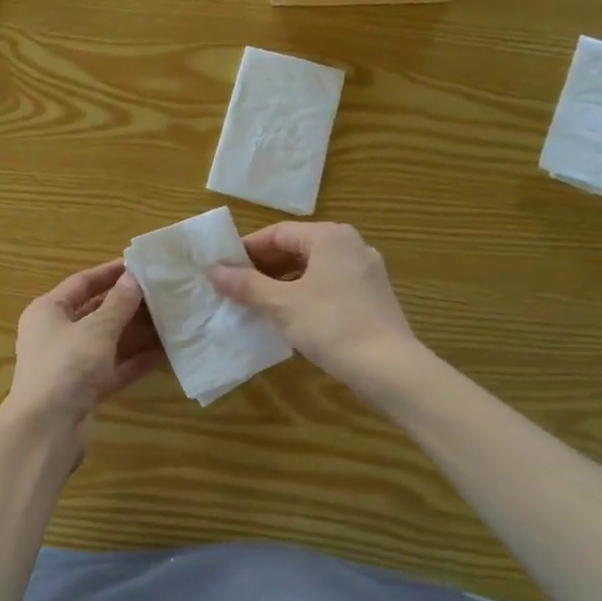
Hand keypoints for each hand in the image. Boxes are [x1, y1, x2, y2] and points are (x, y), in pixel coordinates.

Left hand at [8, 259, 164, 430]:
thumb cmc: (67, 366)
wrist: (47, 428)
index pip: (81, 283)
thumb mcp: (97, 330)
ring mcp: (70, 363)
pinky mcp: (84, 389)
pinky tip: (164, 353)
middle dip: (127, 303)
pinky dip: (134, 361)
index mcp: (48, 311)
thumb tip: (134, 278)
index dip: (110, 273)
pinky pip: (113, 368)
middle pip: (95, 311)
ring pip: (107, 341)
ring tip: (168, 319)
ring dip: (135, 332)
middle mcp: (56, 334)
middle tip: (161, 292)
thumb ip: (118, 304)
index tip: (139, 265)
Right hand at [208, 222, 418, 397]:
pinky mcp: (372, 297)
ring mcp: (366, 271)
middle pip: (297, 249)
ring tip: (257, 304)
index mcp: (330, 237)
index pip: (278, 233)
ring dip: (283, 283)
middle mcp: (351, 245)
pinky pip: (329, 286)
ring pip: (314, 269)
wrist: (388, 367)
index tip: (224, 268)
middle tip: (236, 287)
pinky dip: (305, 294)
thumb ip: (246, 285)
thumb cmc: (330, 324)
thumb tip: (213, 271)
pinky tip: (289, 317)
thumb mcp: (280, 304)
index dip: (247, 249)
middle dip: (264, 267)